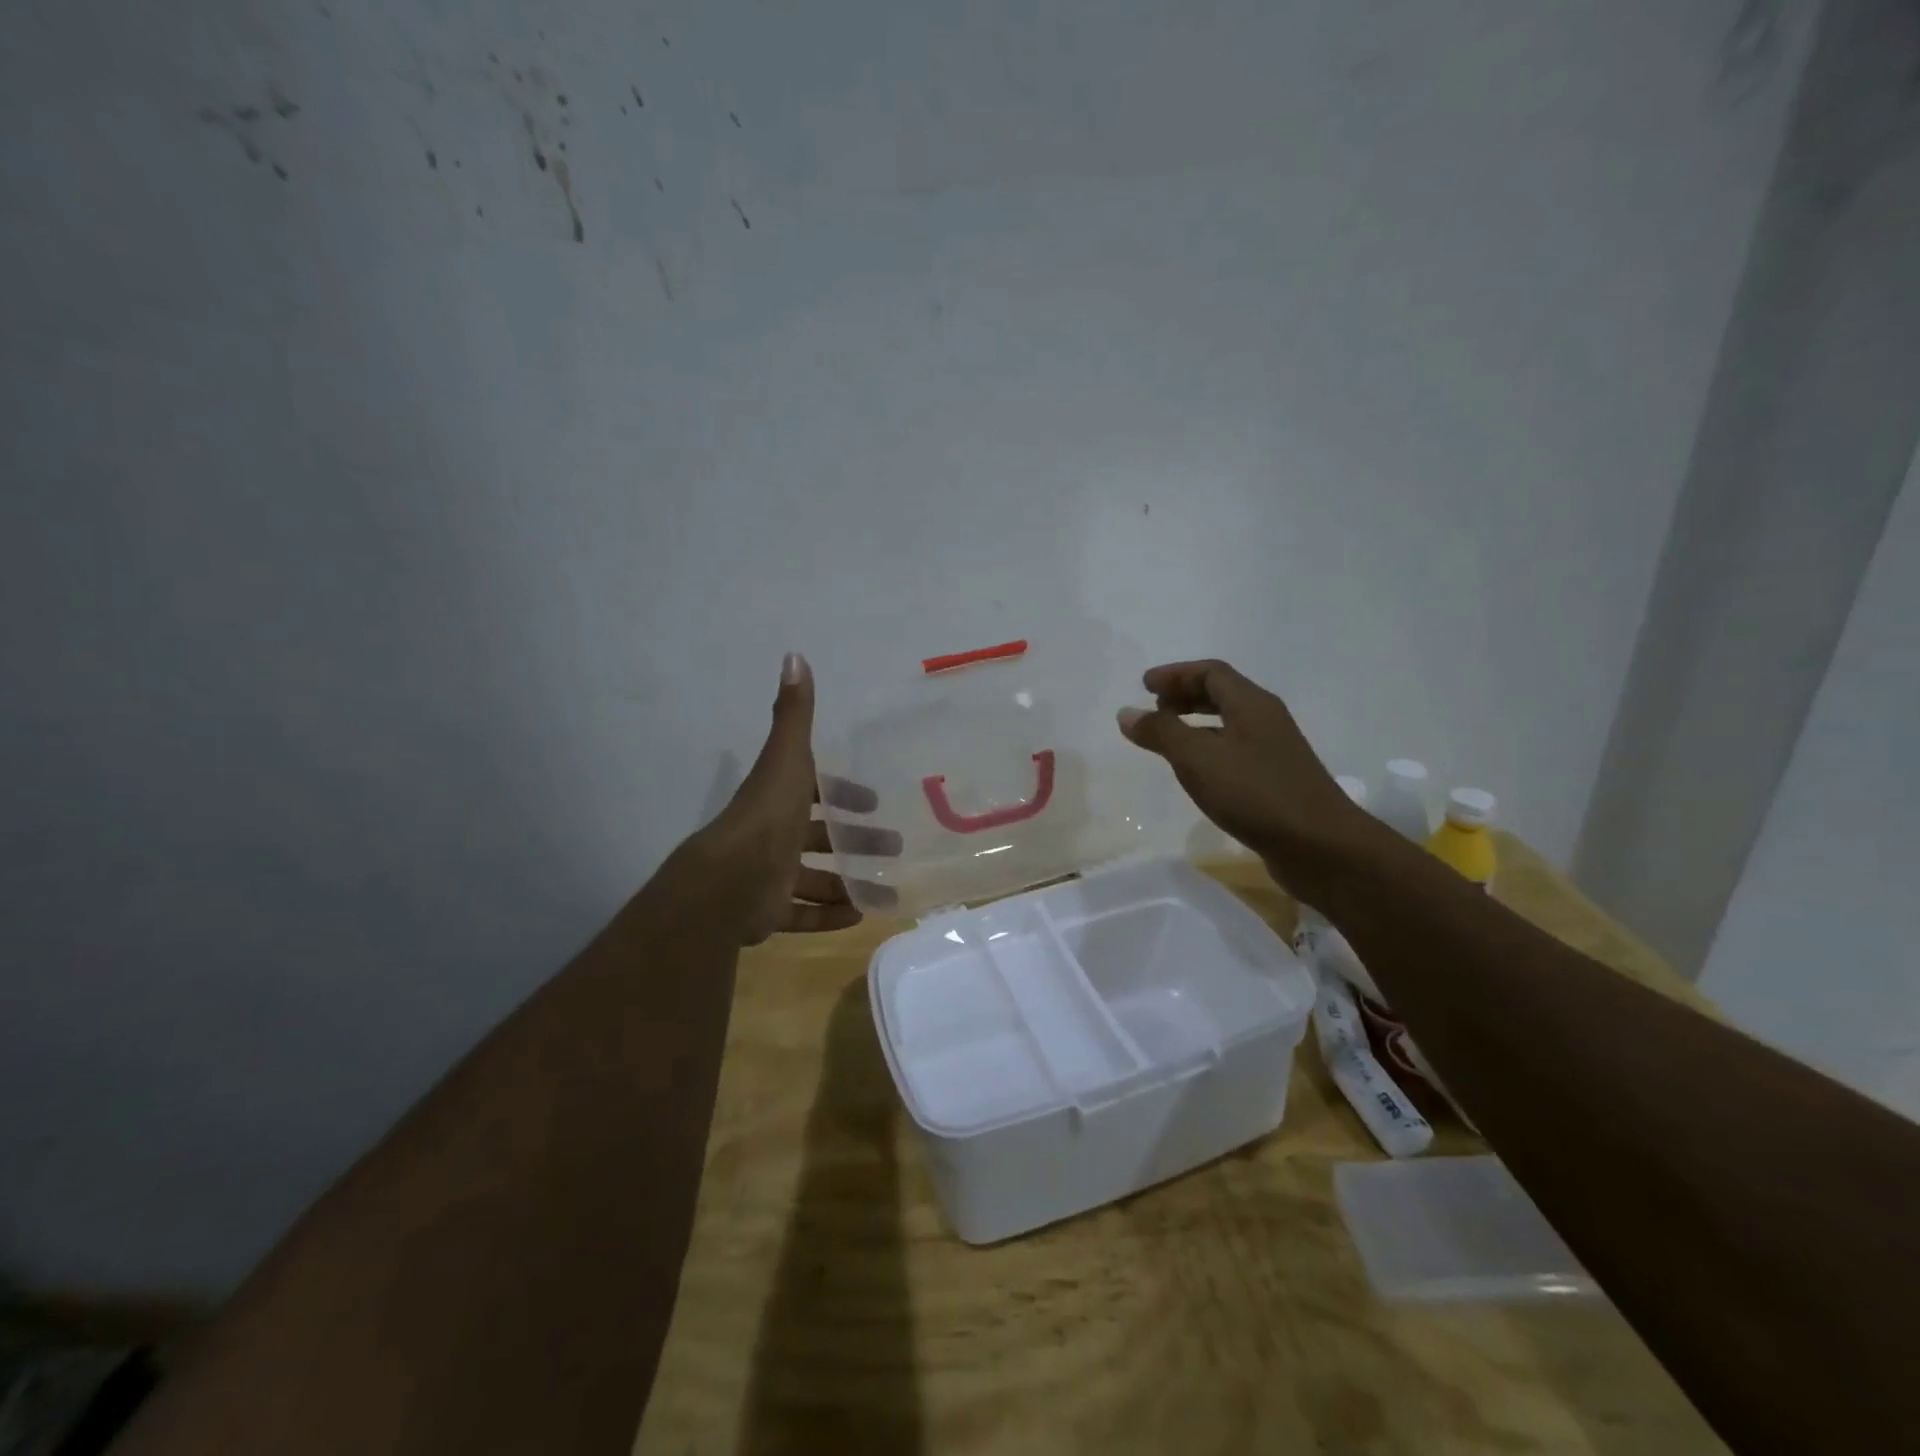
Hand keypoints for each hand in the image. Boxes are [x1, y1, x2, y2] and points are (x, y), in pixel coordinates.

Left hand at [695, 653, 901, 944]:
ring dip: (848, 883)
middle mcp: (774, 835)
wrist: (728, 883)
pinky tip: (859, 917)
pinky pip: (802, 915)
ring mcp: (769, 876)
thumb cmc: (767, 818)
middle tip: (894, 847)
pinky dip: (829, 916)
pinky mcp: (768, 912)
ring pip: (814, 880)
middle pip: (820, 837)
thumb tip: (795, 655)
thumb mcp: (787, 760)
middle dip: (857, 841)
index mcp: (779, 800)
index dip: (843, 795)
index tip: (873, 803)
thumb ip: (794, 714)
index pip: (814, 792)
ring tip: (887, 891)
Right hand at [1117, 659, 1374, 899]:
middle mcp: (1266, 720)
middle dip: (1185, 695)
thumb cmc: (1256, 794)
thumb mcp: (1198, 759)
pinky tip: (1196, 772)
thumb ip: (1161, 732)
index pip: (1211, 672)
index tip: (1144, 685)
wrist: (1320, 846)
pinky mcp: (1275, 780)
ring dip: (1195, 723)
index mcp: (1251, 704)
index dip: (1176, 674)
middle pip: (1222, 694)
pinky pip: (1234, 750)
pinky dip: (1208, 749)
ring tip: (1167, 738)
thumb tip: (1127, 713)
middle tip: (1154, 706)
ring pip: (1228, 724)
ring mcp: (1274, 751)